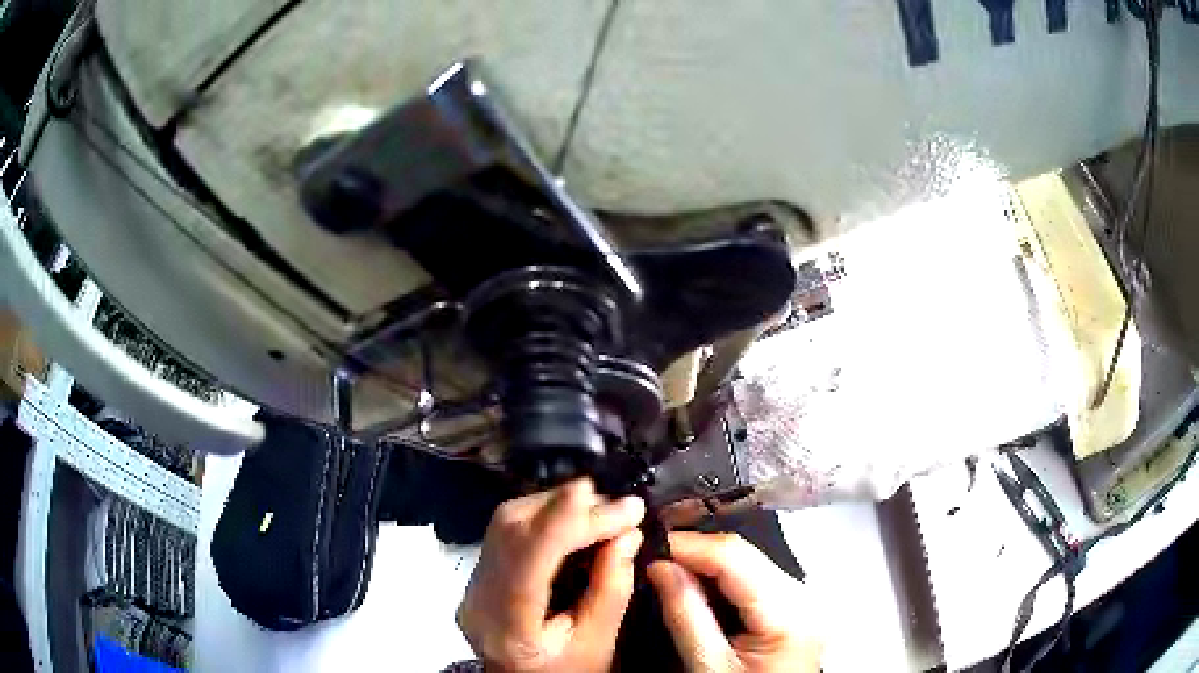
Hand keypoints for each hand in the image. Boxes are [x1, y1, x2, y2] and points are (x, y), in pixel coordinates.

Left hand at [457, 479, 644, 671]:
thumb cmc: (566, 671)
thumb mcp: (598, 644)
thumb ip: (612, 589)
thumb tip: (627, 534)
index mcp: (507, 624)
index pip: (527, 559)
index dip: (562, 519)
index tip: (606, 497)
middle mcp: (478, 596)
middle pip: (511, 531)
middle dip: (567, 508)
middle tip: (618, 507)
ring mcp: (473, 582)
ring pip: (506, 522)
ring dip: (556, 507)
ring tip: (601, 512)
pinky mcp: (479, 572)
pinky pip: (508, 530)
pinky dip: (544, 518)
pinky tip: (574, 522)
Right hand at [649, 531, 821, 672]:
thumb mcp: (707, 667)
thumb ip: (685, 614)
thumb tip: (659, 565)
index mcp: (790, 613)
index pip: (736, 558)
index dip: (690, 545)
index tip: (648, 545)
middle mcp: (804, 596)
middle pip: (746, 555)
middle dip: (696, 550)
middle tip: (652, 556)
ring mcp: (802, 599)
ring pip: (750, 561)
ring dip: (707, 561)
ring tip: (668, 566)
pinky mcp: (793, 606)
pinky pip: (755, 577)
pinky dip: (722, 576)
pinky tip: (696, 582)